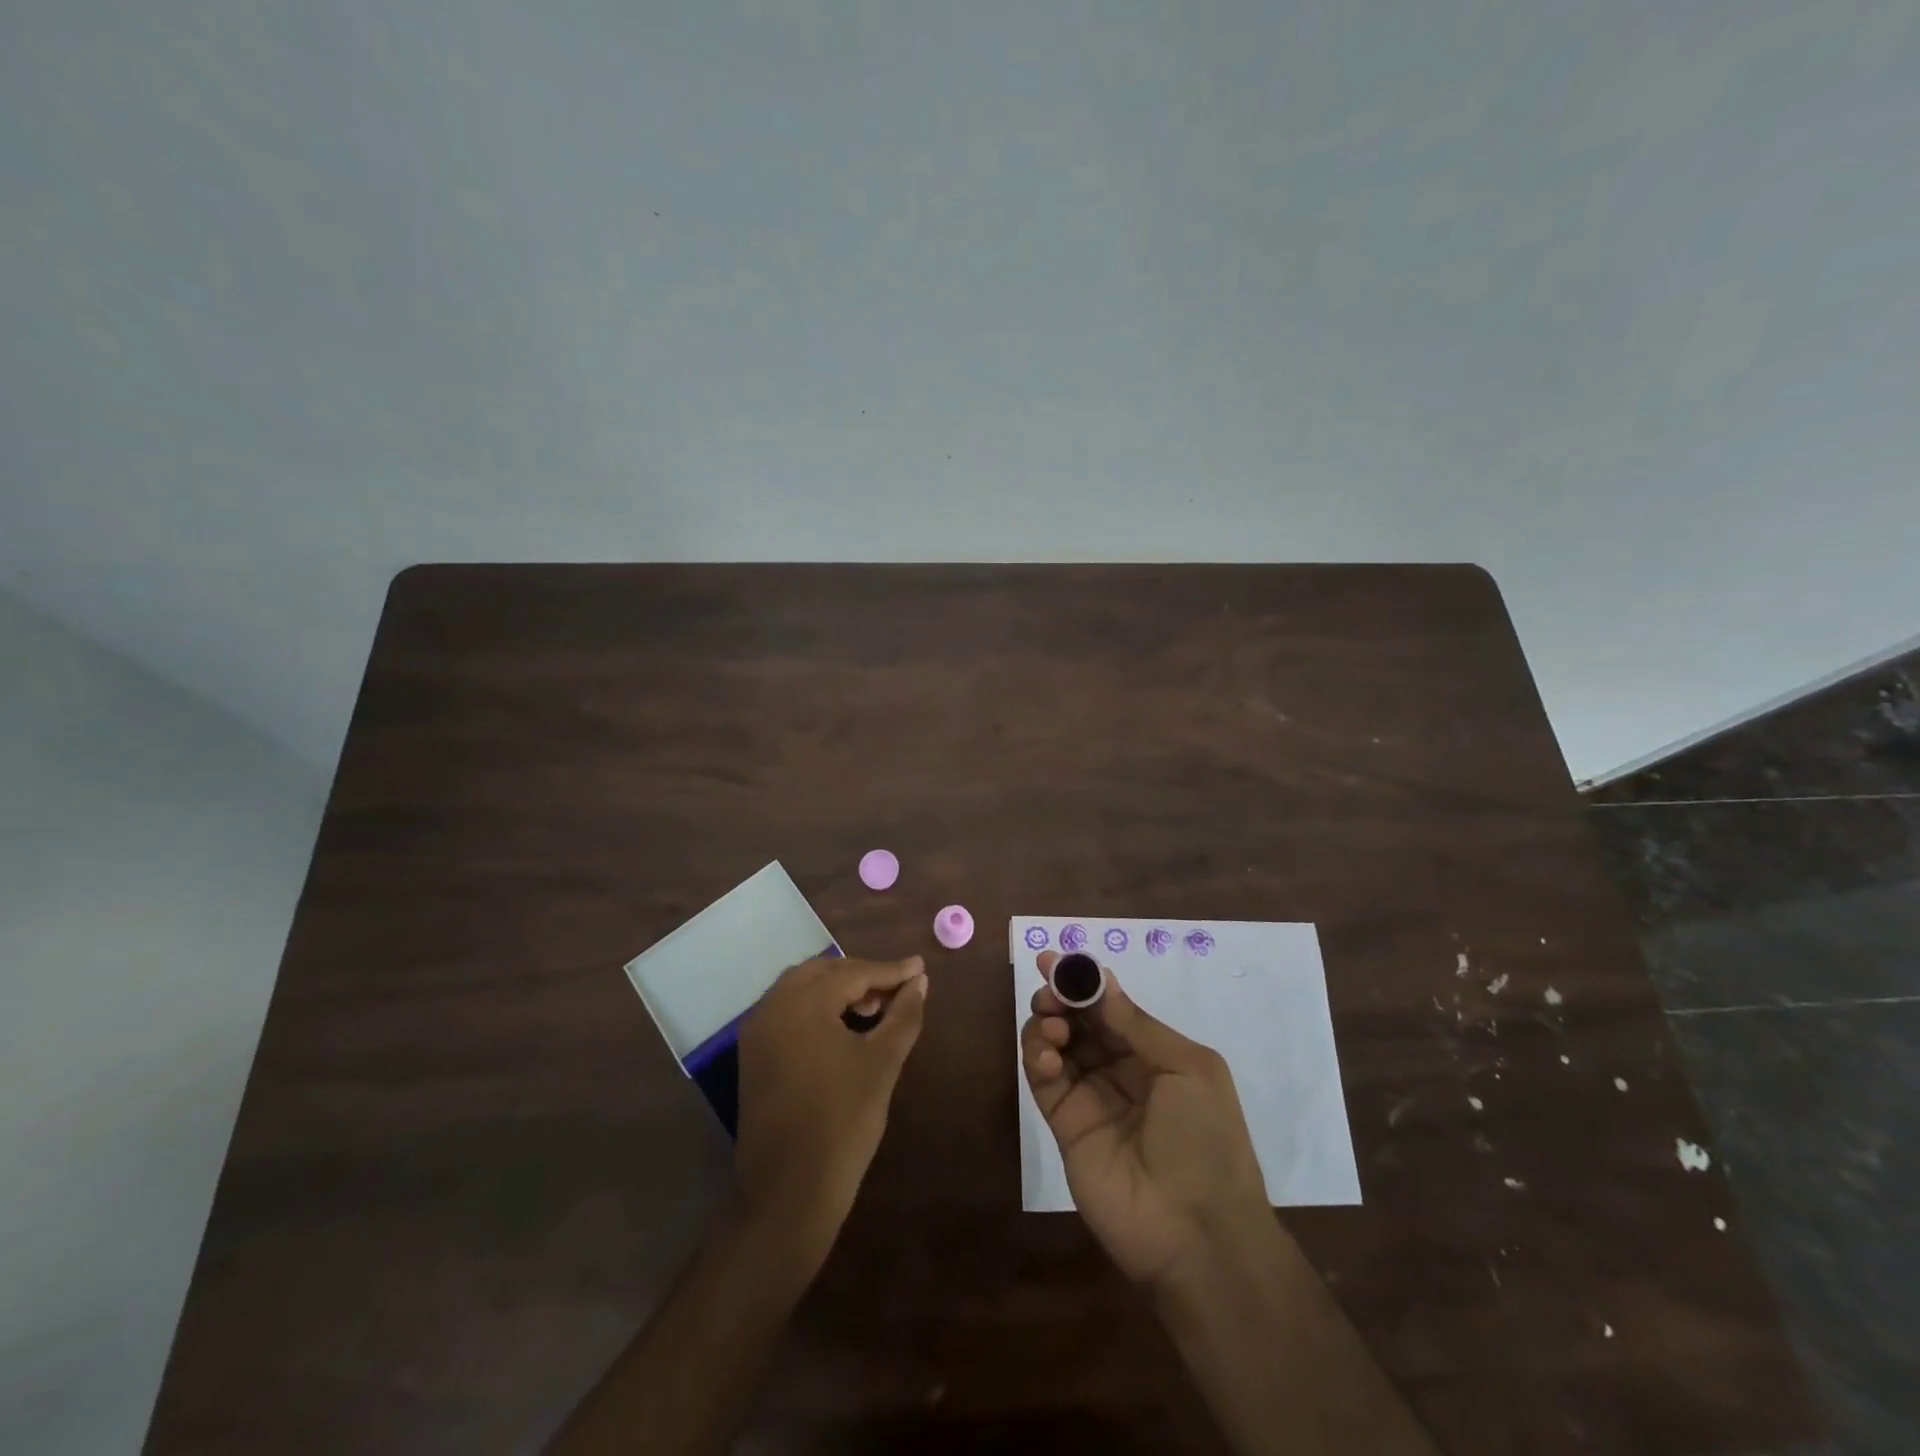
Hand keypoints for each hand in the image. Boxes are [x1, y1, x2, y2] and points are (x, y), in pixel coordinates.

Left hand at [735, 954, 928, 1271]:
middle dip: (863, 975)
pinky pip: (788, 1011)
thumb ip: (904, 1015)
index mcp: (801, 1005)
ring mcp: (757, 1032)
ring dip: (838, 989)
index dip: (891, 971)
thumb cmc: (842, 1123)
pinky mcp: (753, 1055)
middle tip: (898, 989)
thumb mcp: (882, 1064)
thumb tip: (920, 982)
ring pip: (802, 988)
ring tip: (873, 1008)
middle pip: (823, 972)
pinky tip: (843, 1026)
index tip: (921, 968)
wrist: (788, 1194)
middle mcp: (772, 1008)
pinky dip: (817, 1007)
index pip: (853, 973)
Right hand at [1020, 952, 1270, 1291]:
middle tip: (1046, 987)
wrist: (1197, 1233)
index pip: (1111, 1008)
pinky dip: (1038, 1059)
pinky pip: (1043, 1081)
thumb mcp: (1189, 1070)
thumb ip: (1138, 1025)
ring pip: (1056, 1045)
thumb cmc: (1206, 1140)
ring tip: (1052, 1026)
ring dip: (1047, 1024)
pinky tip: (1047, 1057)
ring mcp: (1090, 1098)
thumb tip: (1101, 982)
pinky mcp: (1065, 1125)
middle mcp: (1119, 1070)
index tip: (1057, 958)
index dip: (1086, 982)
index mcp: (1155, 1055)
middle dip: (1061, 997)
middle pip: (1079, 1021)